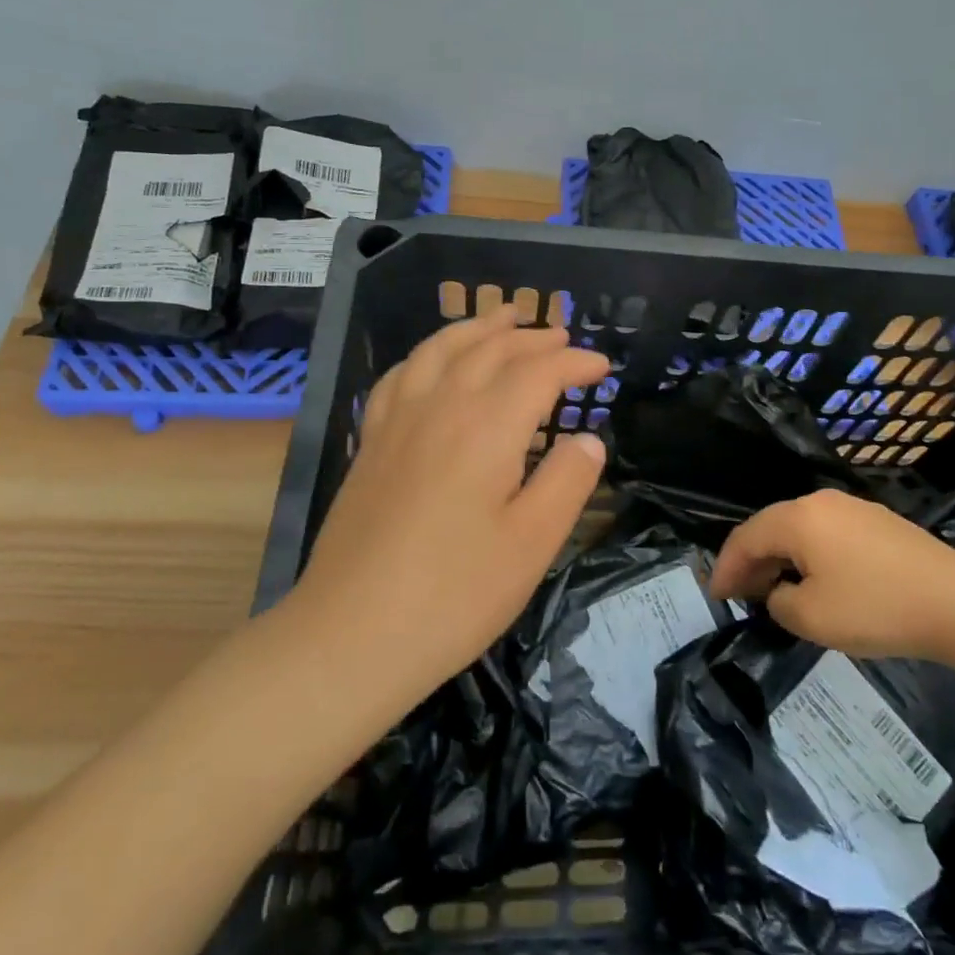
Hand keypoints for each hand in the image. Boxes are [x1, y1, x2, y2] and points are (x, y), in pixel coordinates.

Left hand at [280, 305, 610, 696]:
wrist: (351, 636)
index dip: (574, 362)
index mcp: (486, 428)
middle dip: (531, 338)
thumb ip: (567, 482)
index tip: (602, 367)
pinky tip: (433, 361)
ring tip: (502, 318)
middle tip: (562, 337)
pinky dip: (427, 354)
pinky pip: (401, 375)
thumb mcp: (532, 544)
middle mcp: (440, 408)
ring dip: (477, 329)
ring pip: (440, 350)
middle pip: (490, 350)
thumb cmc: (454, 594)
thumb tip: (588, 440)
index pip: (538, 372)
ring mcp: (398, 422)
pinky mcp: (371, 444)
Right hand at [709, 489, 954, 661]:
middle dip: (751, 561)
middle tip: (740, 595)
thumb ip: (779, 603)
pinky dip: (808, 554)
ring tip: (774, 590)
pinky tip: (814, 580)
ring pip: (799, 529)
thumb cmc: (876, 608)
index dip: (726, 567)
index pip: (746, 537)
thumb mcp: (812, 618)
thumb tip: (781, 592)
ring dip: (780, 557)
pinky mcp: (877, 521)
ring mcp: (852, 508)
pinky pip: (826, 533)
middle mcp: (820, 502)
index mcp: (798, 518)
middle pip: (771, 527)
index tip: (716, 596)